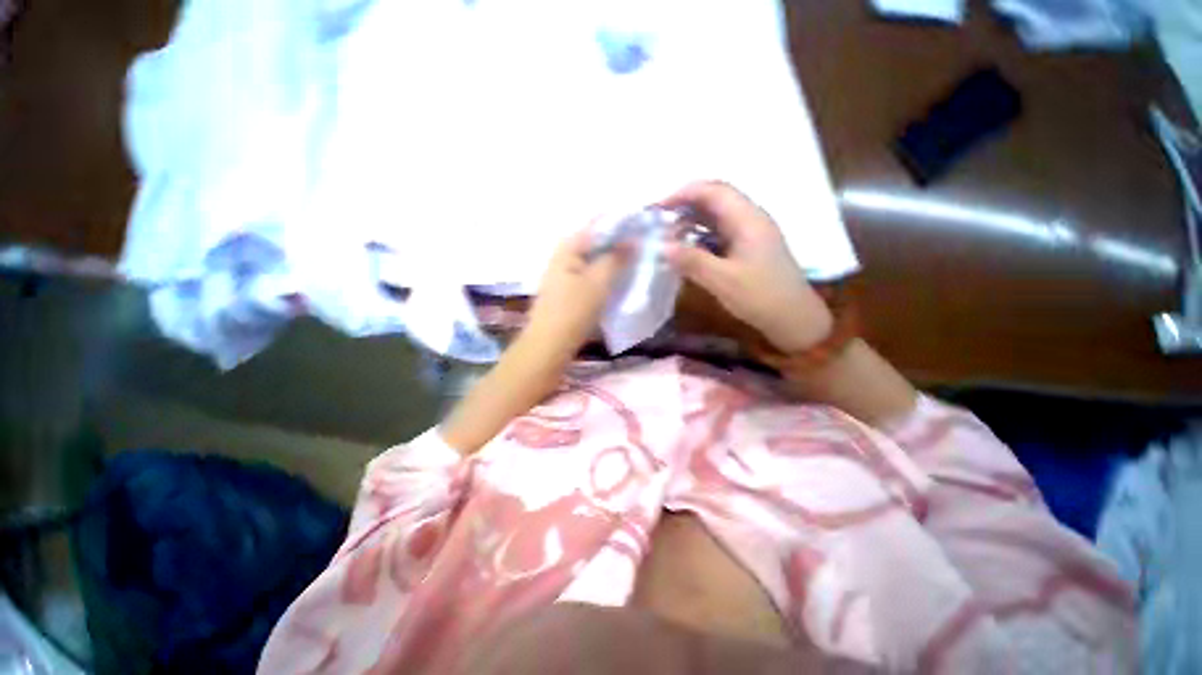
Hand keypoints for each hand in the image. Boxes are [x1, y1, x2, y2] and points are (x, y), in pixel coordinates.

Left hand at [525, 227, 630, 360]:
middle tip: (641, 248)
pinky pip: (589, 274)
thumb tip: (633, 240)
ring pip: (593, 260)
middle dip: (617, 244)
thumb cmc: (574, 310)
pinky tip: (616, 280)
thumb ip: (616, 258)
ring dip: (611, 261)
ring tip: (633, 263)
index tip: (642, 231)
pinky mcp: (566, 290)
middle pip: (595, 242)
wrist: (549, 344)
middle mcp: (563, 255)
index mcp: (568, 247)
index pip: (597, 226)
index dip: (620, 226)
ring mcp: (563, 273)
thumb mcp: (599, 281)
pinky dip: (603, 274)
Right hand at [663, 182, 832, 353]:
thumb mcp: (723, 280)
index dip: (683, 194)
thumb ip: (692, 261)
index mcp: (748, 219)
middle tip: (660, 220)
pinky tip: (687, 249)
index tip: (658, 208)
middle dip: (685, 205)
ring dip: (692, 221)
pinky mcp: (747, 247)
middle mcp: (750, 219)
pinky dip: (700, 236)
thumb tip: (662, 247)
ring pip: (716, 216)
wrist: (793, 318)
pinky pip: (719, 233)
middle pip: (715, 199)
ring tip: (669, 235)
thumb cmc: (761, 297)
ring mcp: (750, 233)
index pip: (713, 191)